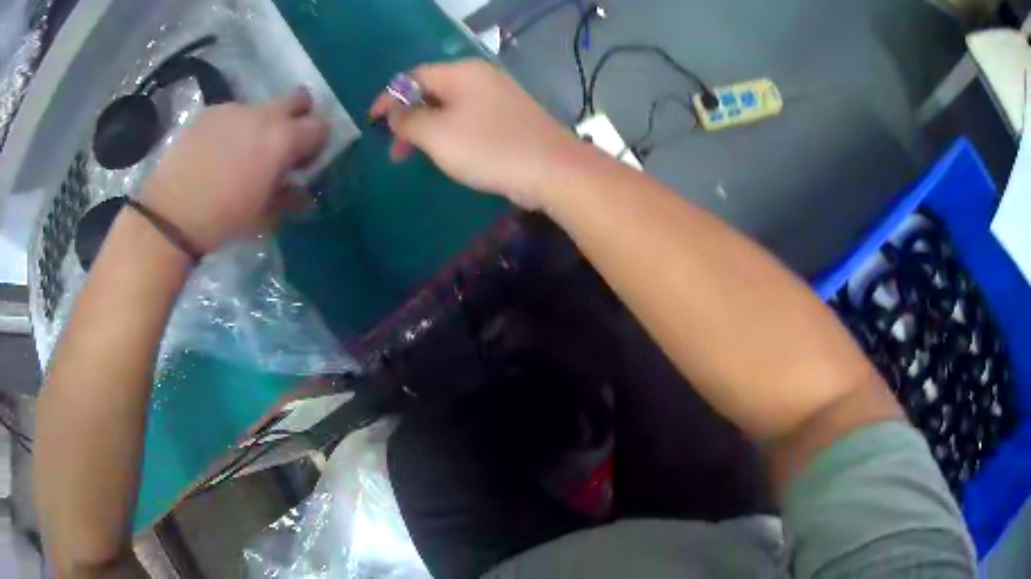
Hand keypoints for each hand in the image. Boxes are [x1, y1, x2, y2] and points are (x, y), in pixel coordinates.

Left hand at [142, 90, 328, 253]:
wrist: (171, 215)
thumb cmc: (223, 220)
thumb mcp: (264, 216)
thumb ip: (289, 197)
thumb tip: (302, 192)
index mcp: (283, 139)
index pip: (320, 126)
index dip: (317, 143)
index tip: (303, 163)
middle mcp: (263, 114)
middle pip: (298, 98)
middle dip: (299, 115)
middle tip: (282, 144)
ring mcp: (234, 108)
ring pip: (260, 108)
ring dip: (260, 125)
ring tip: (238, 154)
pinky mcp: (209, 112)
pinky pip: (231, 114)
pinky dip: (232, 128)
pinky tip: (215, 153)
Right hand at [370, 60, 581, 209]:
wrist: (552, 169)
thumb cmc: (488, 147)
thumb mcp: (437, 134)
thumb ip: (408, 120)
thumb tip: (394, 113)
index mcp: (462, 73)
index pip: (414, 76)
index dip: (389, 97)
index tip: (371, 121)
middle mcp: (480, 78)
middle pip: (432, 90)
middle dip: (407, 117)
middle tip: (393, 147)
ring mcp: (498, 97)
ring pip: (449, 107)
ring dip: (426, 128)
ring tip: (411, 156)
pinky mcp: (509, 118)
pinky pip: (468, 119)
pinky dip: (448, 133)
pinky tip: (444, 154)